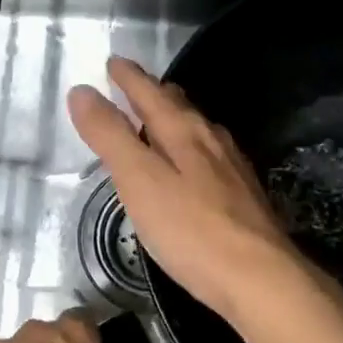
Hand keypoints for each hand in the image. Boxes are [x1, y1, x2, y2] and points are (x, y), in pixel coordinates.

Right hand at [67, 56, 321, 324]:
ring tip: (160, 122)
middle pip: (179, 106)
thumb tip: (83, 91)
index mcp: (184, 131)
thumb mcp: (139, 181)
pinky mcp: (244, 196)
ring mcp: (233, 168)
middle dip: (154, 94)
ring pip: (198, 131)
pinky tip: (193, 169)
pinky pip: (210, 157)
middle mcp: (212, 141)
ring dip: (175, 120)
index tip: (114, 63)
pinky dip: (190, 150)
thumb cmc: (191, 230)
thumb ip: (110, 136)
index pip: (150, 92)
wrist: (260, 278)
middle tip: (135, 87)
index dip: (129, 78)